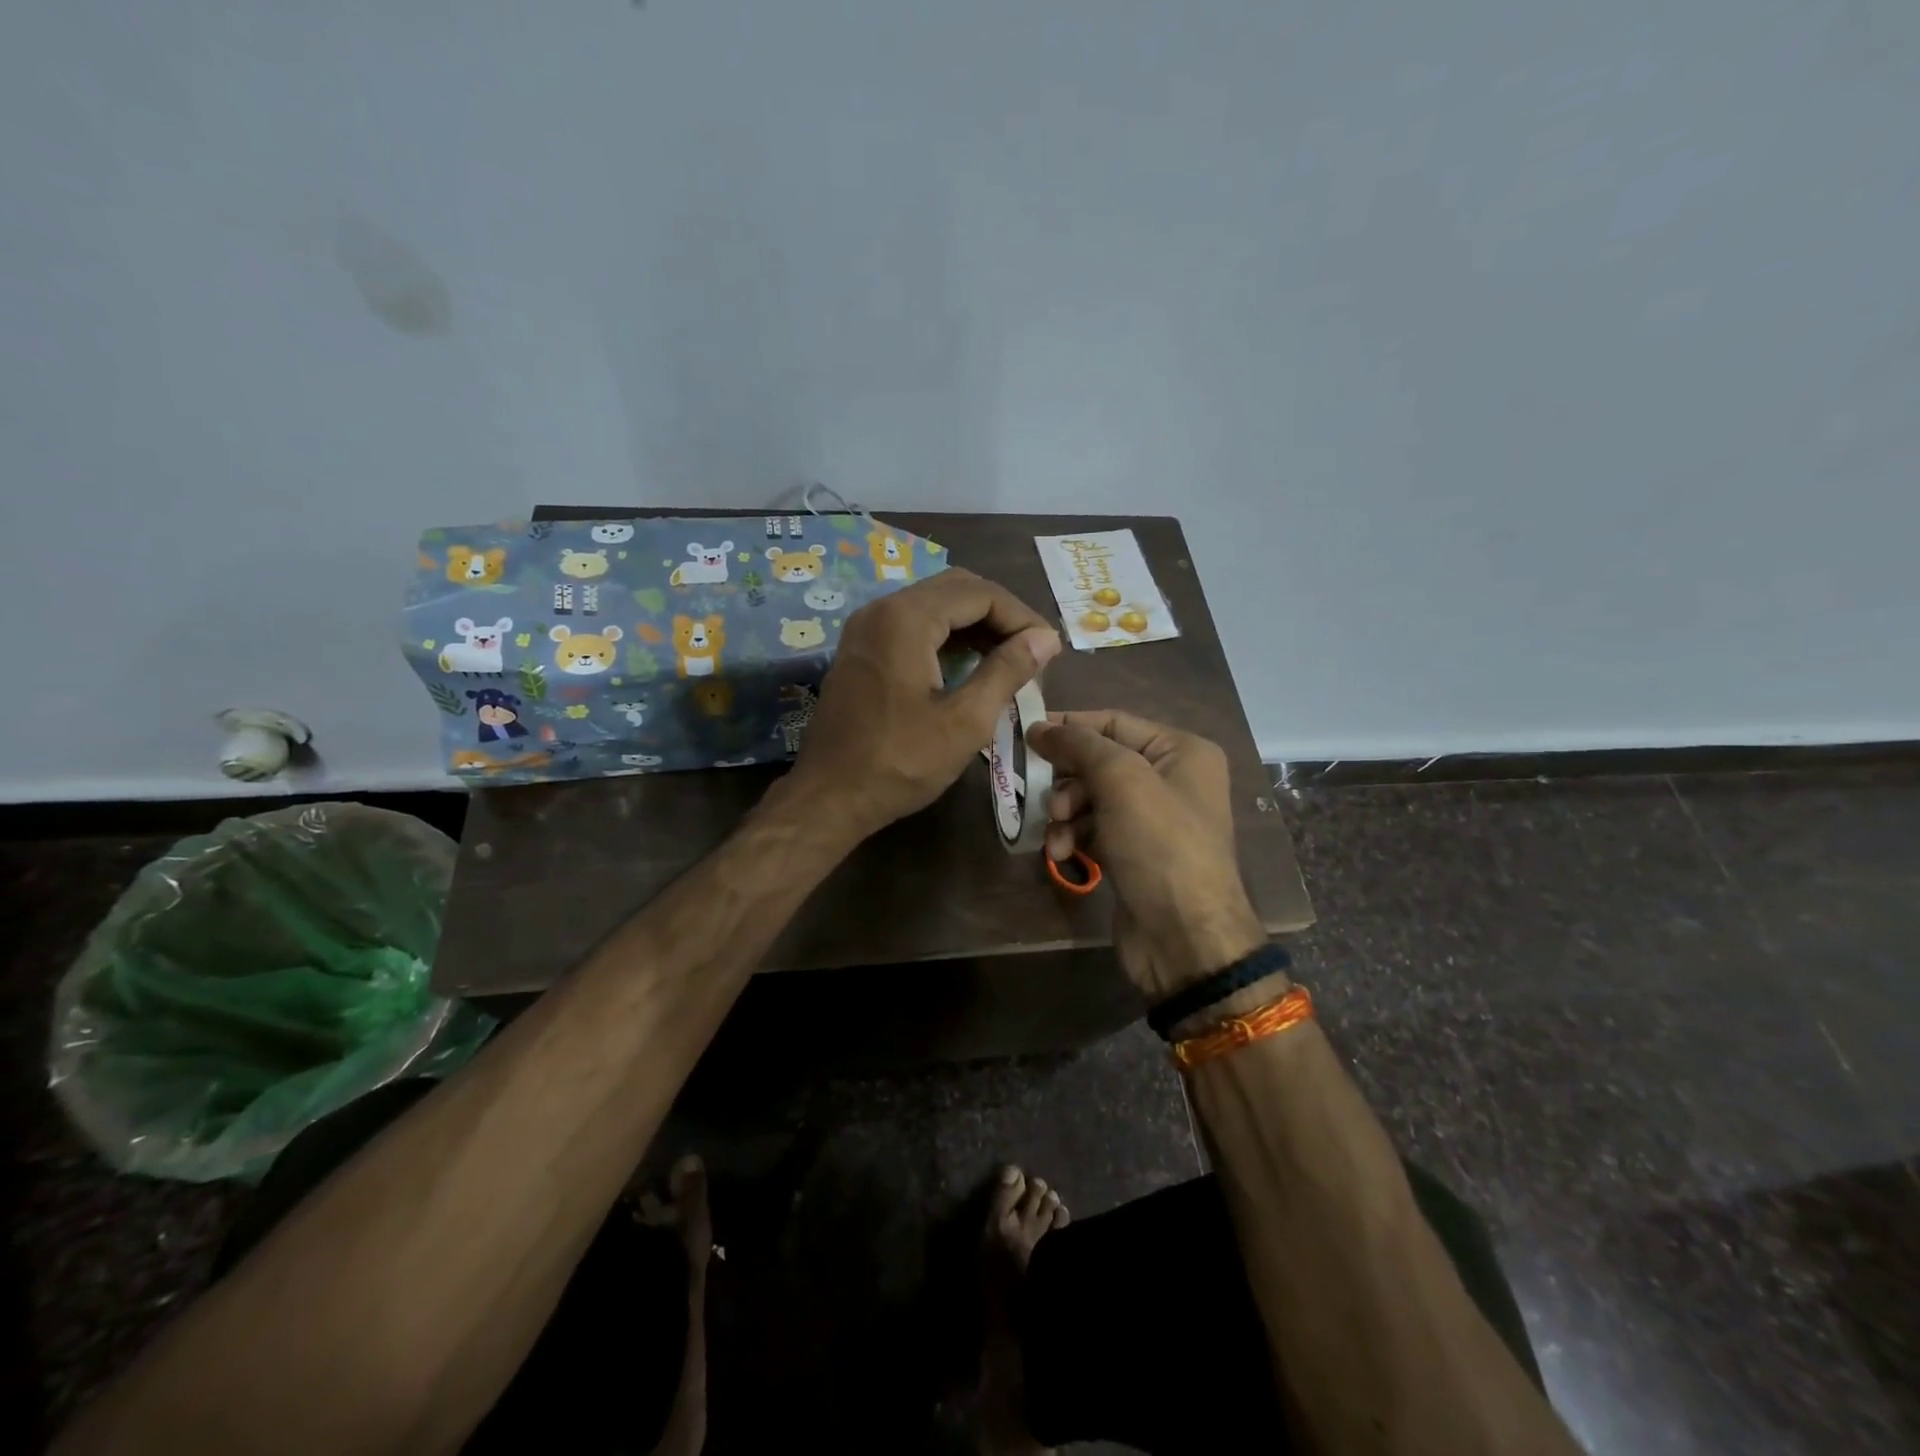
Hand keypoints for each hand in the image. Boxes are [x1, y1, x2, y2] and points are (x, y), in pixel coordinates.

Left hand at [785, 568, 1060, 841]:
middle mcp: (882, 609)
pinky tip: (970, 665)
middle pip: (955, 589)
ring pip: (934, 605)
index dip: (1021, 616)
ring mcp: (867, 628)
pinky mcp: (862, 649)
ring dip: (974, 624)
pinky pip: (913, 624)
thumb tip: (1046, 638)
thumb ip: (1008, 671)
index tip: (1049, 649)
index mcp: (906, 618)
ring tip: (1010, 658)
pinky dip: (947, 636)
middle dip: (999, 614)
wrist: (829, 797)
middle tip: (1032, 650)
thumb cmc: (899, 763)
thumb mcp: (965, 721)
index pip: (979, 593)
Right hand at [1025, 711, 1266, 999]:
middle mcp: (1171, 778)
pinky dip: (1074, 835)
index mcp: (1181, 751)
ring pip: (1091, 797)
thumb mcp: (1122, 781)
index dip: (1069, 726)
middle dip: (1066, 778)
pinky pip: (1093, 828)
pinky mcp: (1134, 851)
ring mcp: (1152, 818)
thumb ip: (1079, 745)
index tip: (1024, 734)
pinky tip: (1061, 852)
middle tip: (1042, 795)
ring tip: (1055, 831)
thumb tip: (1039, 727)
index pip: (1113, 722)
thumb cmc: (1159, 845)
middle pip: (1099, 761)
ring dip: (1065, 812)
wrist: (1184, 937)